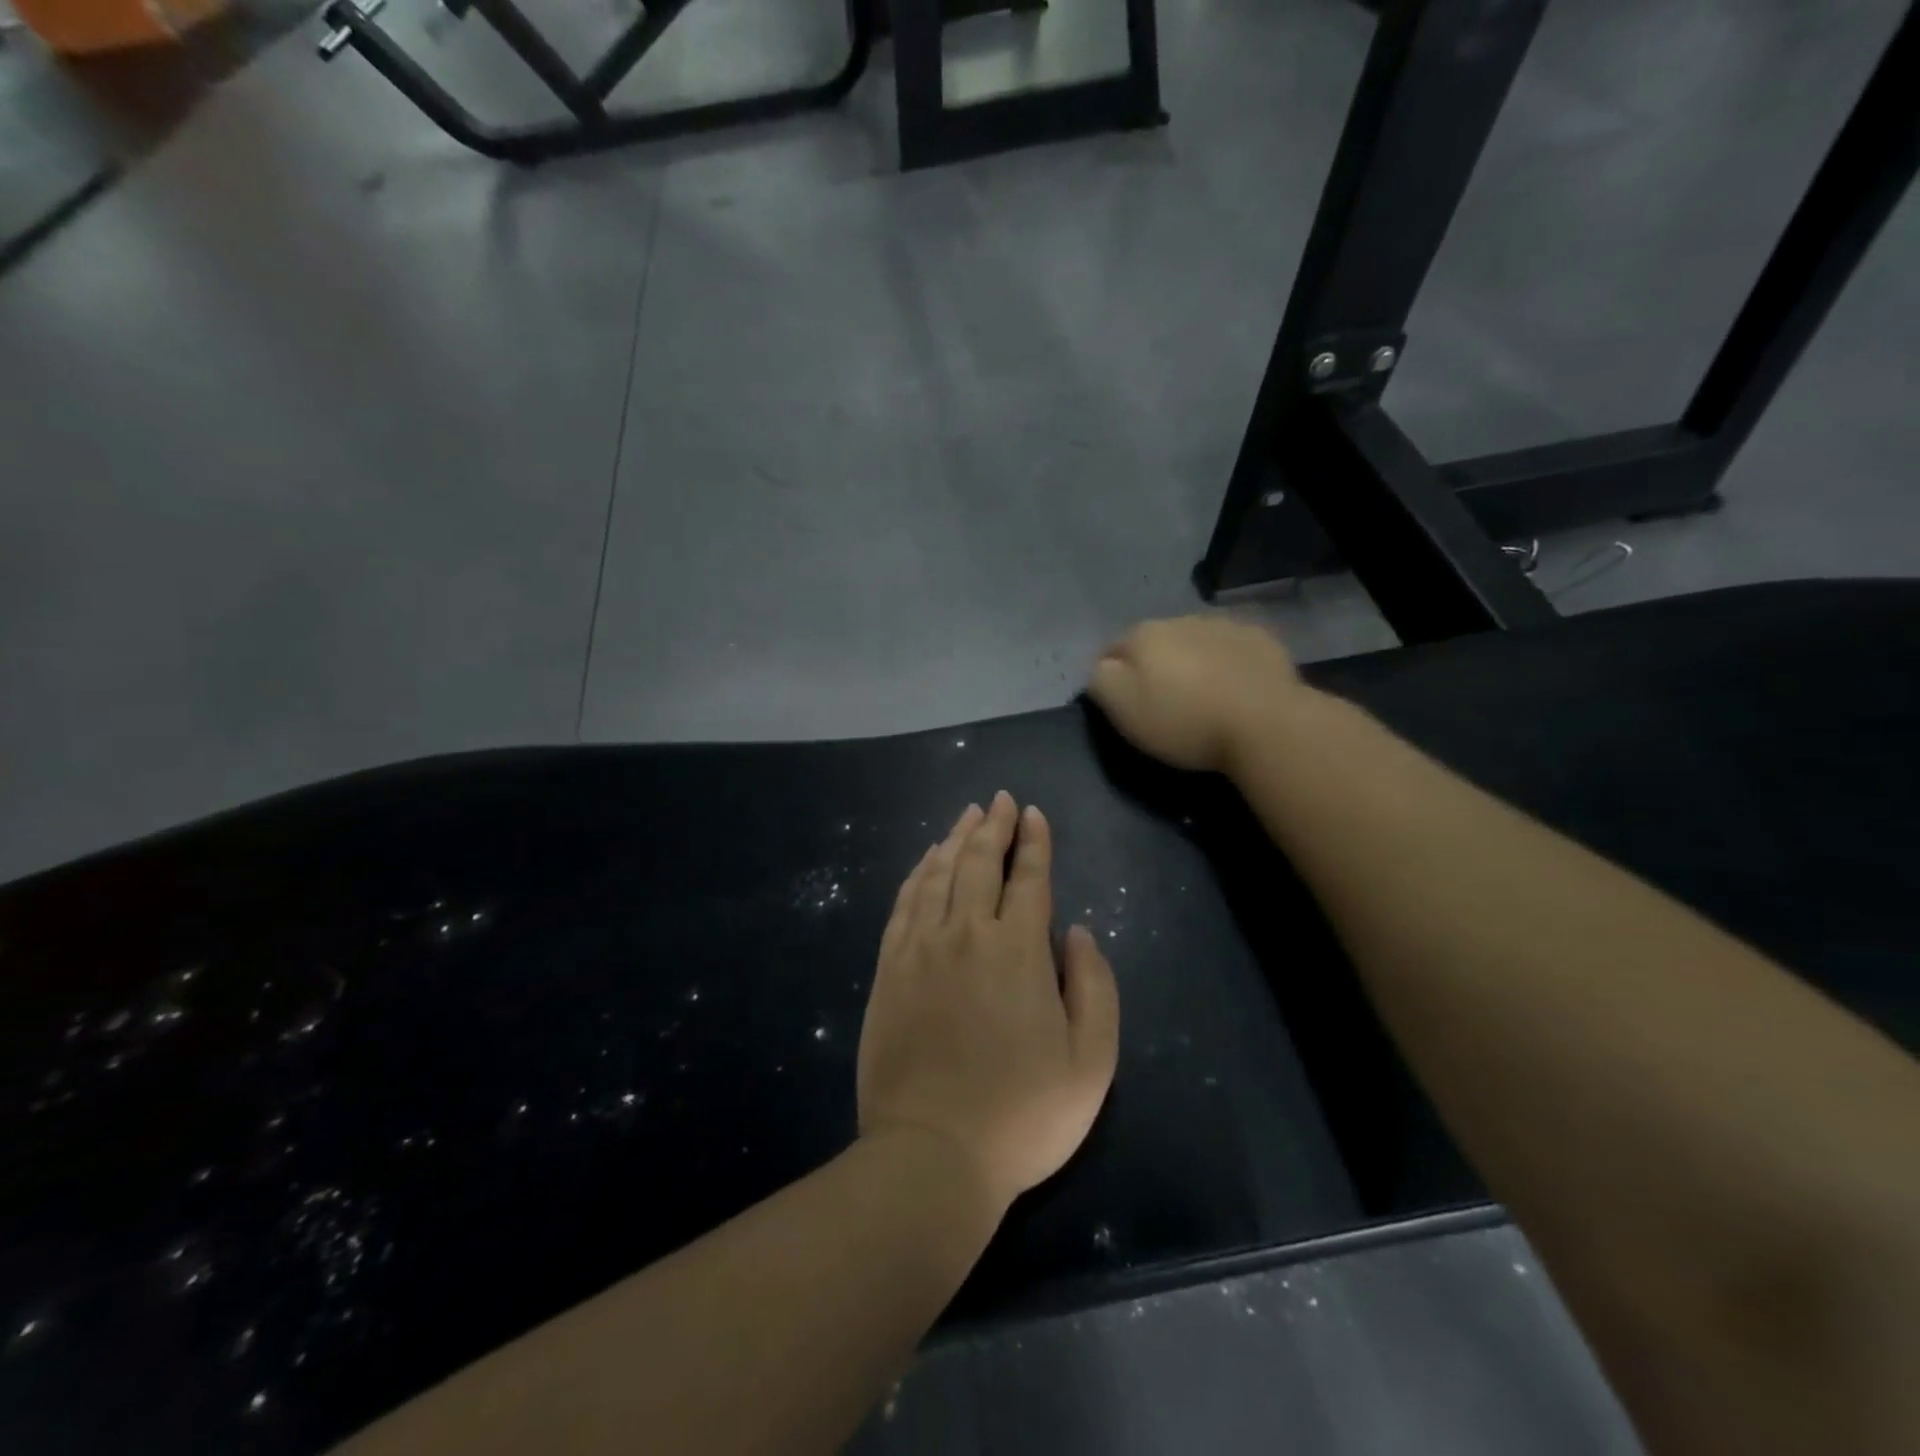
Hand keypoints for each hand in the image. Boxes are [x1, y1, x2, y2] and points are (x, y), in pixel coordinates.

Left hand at [857, 793, 1119, 1213]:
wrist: (932, 1154)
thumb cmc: (1023, 1115)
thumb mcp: (1091, 1061)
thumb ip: (1094, 985)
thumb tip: (1077, 930)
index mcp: (1017, 950)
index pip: (1029, 877)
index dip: (1034, 841)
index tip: (1033, 813)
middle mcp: (966, 933)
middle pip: (979, 862)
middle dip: (993, 826)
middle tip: (999, 800)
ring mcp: (920, 948)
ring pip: (938, 874)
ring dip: (955, 839)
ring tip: (966, 816)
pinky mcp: (889, 968)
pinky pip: (904, 903)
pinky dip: (918, 873)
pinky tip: (926, 861)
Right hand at [1088, 615, 1304, 773]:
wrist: (1265, 724)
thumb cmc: (1184, 721)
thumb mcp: (1122, 708)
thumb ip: (1100, 680)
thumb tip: (1102, 666)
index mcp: (1143, 634)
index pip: (1112, 649)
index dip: (1113, 677)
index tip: (1123, 704)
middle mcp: (1182, 619)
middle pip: (1156, 642)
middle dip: (1156, 665)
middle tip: (1165, 703)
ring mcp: (1226, 625)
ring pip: (1195, 641)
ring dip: (1193, 661)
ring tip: (1203, 696)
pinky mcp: (1262, 639)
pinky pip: (1234, 648)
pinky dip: (1229, 662)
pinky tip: (1236, 689)